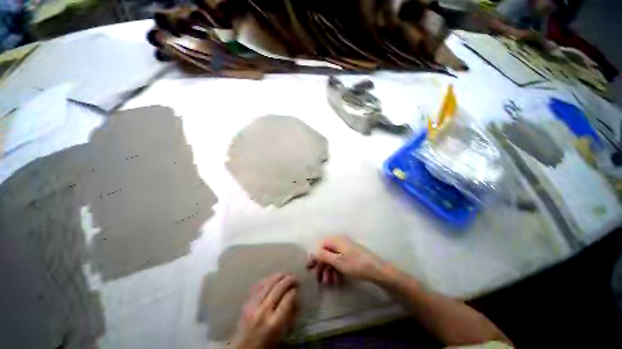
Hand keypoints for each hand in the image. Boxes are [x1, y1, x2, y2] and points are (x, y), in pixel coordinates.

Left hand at [231, 273, 297, 348]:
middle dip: (288, 280)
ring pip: (268, 283)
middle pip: (278, 288)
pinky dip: (267, 279)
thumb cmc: (266, 344)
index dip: (294, 291)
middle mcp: (264, 311)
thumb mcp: (282, 333)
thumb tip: (296, 297)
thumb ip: (289, 314)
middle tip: (294, 277)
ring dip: (278, 276)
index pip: (288, 299)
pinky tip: (272, 278)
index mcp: (274, 322)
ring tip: (285, 274)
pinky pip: (258, 286)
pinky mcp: (246, 303)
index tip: (297, 288)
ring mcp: (253, 305)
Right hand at [306, 235, 390, 283]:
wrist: (377, 269)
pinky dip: (336, 269)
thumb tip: (313, 252)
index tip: (310, 268)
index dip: (314, 256)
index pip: (320, 245)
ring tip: (329, 283)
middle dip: (322, 266)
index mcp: (335, 240)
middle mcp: (339, 241)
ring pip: (332, 258)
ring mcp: (345, 248)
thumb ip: (323, 256)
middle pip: (326, 252)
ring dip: (329, 270)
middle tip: (318, 279)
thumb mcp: (337, 261)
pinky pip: (339, 260)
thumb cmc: (355, 264)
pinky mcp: (350, 255)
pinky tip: (337, 280)